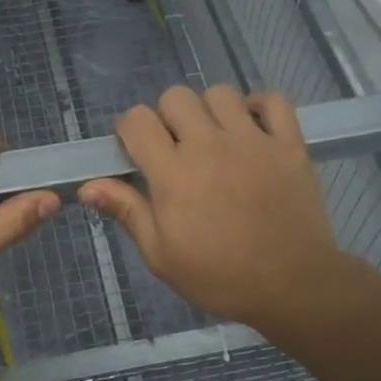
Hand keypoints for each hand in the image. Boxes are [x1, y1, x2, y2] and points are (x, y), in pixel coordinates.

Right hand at [79, 85, 345, 332]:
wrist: (293, 286)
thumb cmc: (220, 277)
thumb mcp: (162, 256)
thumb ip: (127, 212)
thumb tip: (87, 187)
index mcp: (173, 173)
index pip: (137, 120)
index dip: (130, 131)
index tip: (136, 153)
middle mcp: (210, 145)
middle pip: (176, 97)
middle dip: (167, 118)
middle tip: (176, 149)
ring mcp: (253, 140)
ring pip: (220, 93)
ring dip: (209, 111)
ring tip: (214, 140)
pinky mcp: (289, 144)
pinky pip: (272, 101)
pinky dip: (259, 107)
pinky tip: (252, 129)